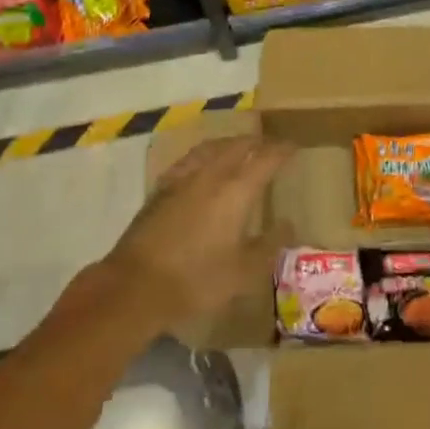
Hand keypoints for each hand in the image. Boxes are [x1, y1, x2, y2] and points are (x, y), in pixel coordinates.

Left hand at [101, 135, 294, 328]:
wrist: (135, 286)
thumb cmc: (196, 279)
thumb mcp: (243, 272)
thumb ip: (269, 245)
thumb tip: (288, 223)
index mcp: (237, 190)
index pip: (266, 158)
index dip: (282, 150)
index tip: (294, 147)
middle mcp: (211, 174)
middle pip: (238, 146)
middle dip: (257, 143)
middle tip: (270, 146)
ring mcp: (182, 178)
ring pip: (212, 148)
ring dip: (230, 144)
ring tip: (239, 147)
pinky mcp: (161, 189)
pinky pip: (190, 159)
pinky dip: (205, 155)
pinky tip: (202, 165)